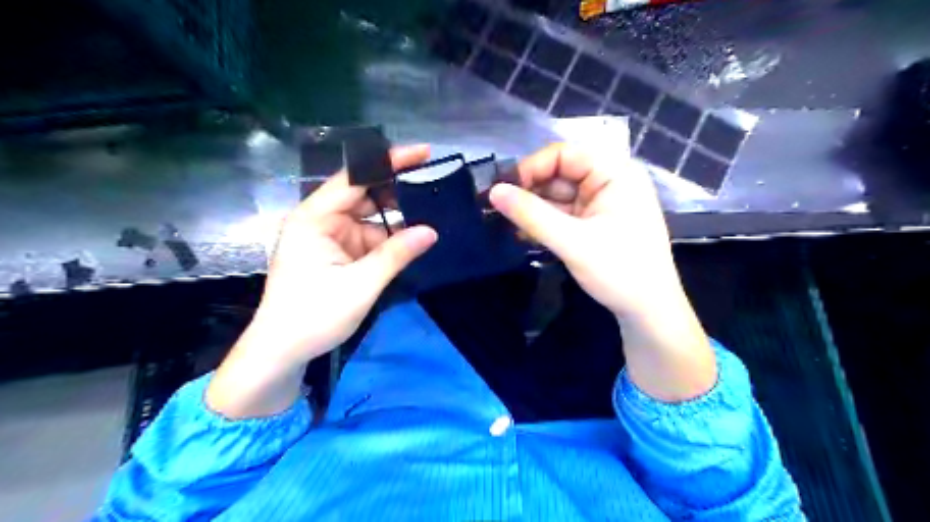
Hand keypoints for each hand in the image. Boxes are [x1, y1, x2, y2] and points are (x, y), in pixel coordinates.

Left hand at [206, 144, 435, 417]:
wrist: (282, 352)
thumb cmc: (313, 316)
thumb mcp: (361, 285)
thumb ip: (396, 254)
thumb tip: (432, 231)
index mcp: (315, 218)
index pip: (355, 177)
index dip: (389, 161)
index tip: (422, 152)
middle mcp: (321, 220)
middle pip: (363, 193)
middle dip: (397, 190)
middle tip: (434, 184)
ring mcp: (330, 237)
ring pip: (369, 217)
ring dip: (397, 217)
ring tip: (432, 211)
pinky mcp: (337, 253)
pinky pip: (368, 237)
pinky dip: (389, 238)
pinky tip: (413, 238)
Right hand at [489, 142, 679, 321]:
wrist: (648, 312)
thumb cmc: (619, 271)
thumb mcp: (572, 242)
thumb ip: (531, 215)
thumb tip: (493, 192)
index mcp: (616, 173)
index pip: (565, 154)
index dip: (532, 167)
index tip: (503, 190)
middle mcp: (610, 181)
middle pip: (560, 173)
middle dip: (530, 191)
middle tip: (499, 209)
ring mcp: (602, 203)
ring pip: (558, 195)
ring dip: (534, 209)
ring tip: (506, 224)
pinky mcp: (595, 222)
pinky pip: (564, 213)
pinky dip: (544, 222)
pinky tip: (524, 234)